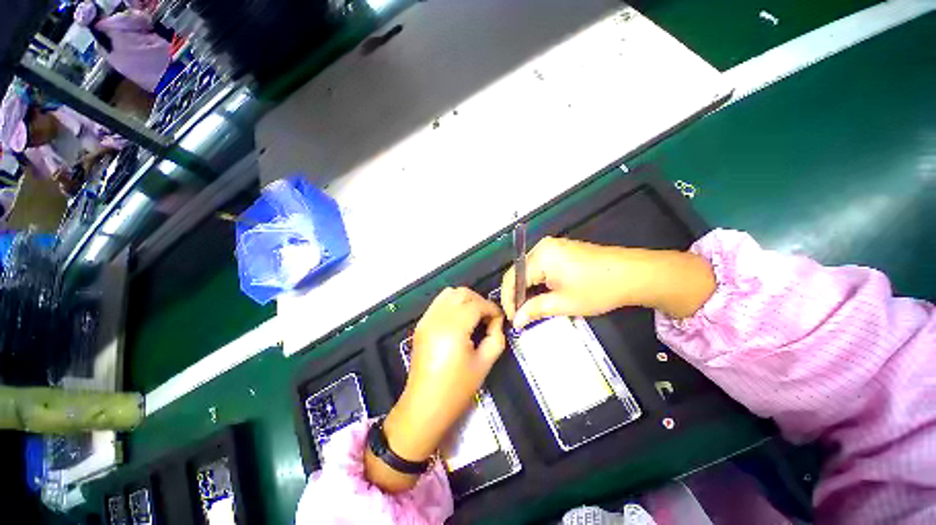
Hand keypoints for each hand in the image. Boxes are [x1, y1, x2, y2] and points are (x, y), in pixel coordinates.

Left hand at [365, 287, 505, 491]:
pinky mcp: (421, 324)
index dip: (492, 309)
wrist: (424, 406)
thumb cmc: (456, 389)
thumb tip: (497, 322)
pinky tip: (459, 321)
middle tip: (487, 318)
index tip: (500, 320)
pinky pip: (439, 303)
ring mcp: (426, 319)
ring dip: (465, 300)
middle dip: (479, 301)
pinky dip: (452, 304)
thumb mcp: (484, 364)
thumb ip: (496, 337)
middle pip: (462, 293)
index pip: (477, 304)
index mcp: (453, 328)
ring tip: (474, 317)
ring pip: (449, 293)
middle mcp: (437, 318)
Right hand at [501, 237, 715, 327]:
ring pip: (529, 270)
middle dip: (517, 295)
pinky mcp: (562, 251)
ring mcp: (553, 247)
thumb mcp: (564, 303)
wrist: (635, 274)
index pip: (513, 278)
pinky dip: (538, 282)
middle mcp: (543, 247)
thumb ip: (535, 310)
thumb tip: (516, 321)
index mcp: (541, 255)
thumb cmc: (598, 288)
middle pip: (519, 272)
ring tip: (529, 308)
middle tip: (520, 316)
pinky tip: (541, 295)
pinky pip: (541, 267)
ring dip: (527, 289)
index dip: (509, 300)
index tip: (512, 319)